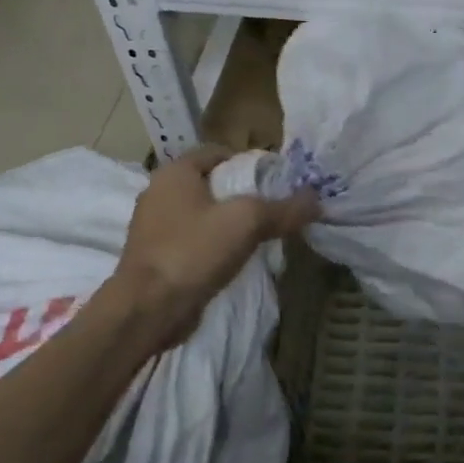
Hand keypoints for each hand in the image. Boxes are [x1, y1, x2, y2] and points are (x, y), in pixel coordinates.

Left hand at [112, 146, 318, 346]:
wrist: (147, 310)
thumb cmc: (193, 251)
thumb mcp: (247, 222)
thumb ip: (284, 209)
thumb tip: (316, 201)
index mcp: (175, 172)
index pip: (219, 152)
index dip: (250, 163)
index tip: (277, 181)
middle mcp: (160, 193)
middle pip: (212, 183)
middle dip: (243, 194)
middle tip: (275, 207)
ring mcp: (154, 228)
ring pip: (203, 214)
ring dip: (229, 222)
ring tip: (262, 235)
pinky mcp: (157, 257)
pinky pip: (194, 241)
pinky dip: (215, 245)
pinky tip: (237, 259)